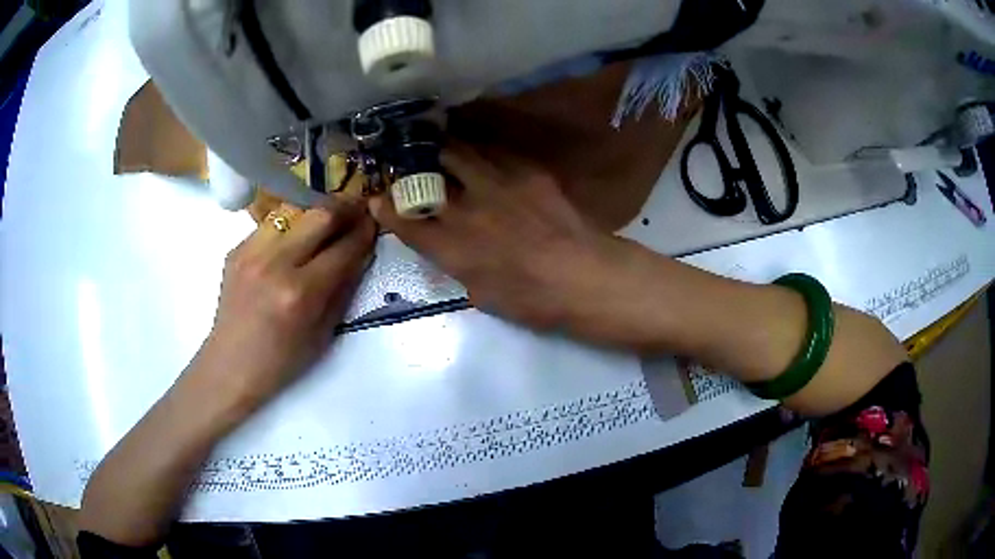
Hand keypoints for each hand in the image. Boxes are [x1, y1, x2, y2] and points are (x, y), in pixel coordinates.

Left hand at [192, 201, 375, 414]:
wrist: (231, 365)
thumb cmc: (282, 361)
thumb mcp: (323, 333)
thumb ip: (343, 288)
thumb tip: (361, 252)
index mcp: (300, 293)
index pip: (343, 249)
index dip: (364, 232)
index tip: (375, 221)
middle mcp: (275, 264)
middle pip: (319, 215)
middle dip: (346, 207)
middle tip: (358, 207)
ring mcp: (251, 252)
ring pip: (293, 209)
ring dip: (316, 211)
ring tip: (328, 218)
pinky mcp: (236, 249)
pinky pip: (270, 224)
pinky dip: (290, 226)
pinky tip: (294, 239)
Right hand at [370, 143, 620, 329]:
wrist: (585, 276)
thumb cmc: (533, 300)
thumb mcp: (481, 294)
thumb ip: (455, 265)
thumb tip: (445, 246)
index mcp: (452, 248)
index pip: (405, 220)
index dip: (386, 207)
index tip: (378, 198)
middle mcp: (466, 209)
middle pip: (426, 174)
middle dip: (410, 165)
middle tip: (408, 162)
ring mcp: (496, 185)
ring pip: (458, 152)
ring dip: (442, 148)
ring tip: (437, 145)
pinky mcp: (525, 172)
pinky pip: (494, 152)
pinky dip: (479, 151)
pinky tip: (481, 153)